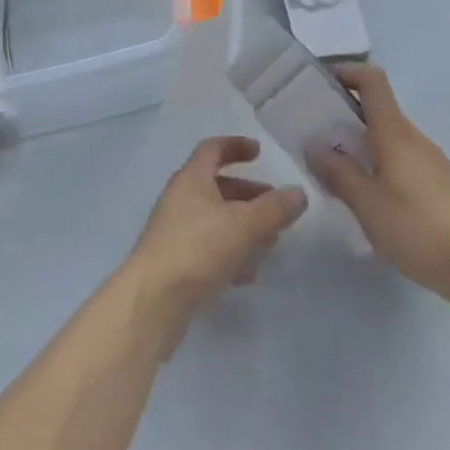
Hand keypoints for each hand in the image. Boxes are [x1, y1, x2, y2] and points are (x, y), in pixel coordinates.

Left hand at [123, 136, 306, 344]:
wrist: (151, 303)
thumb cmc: (198, 249)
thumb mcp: (244, 225)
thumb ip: (274, 209)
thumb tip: (298, 192)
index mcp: (191, 178)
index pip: (213, 149)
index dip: (236, 146)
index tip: (259, 152)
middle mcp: (179, 199)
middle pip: (216, 186)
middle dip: (247, 193)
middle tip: (275, 205)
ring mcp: (174, 232)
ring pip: (214, 219)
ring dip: (242, 225)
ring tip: (269, 242)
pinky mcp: (174, 264)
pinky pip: (207, 248)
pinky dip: (229, 253)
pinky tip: (247, 274)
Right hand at [311, 64, 449, 304]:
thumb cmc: (416, 229)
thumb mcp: (367, 204)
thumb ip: (338, 173)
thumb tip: (313, 145)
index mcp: (394, 132)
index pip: (372, 80)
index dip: (348, 71)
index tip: (323, 83)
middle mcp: (415, 137)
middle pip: (379, 110)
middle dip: (348, 116)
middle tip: (321, 138)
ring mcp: (433, 159)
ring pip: (392, 137)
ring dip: (366, 144)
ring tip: (344, 174)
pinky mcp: (444, 182)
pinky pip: (407, 159)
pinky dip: (385, 164)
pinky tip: (378, 199)